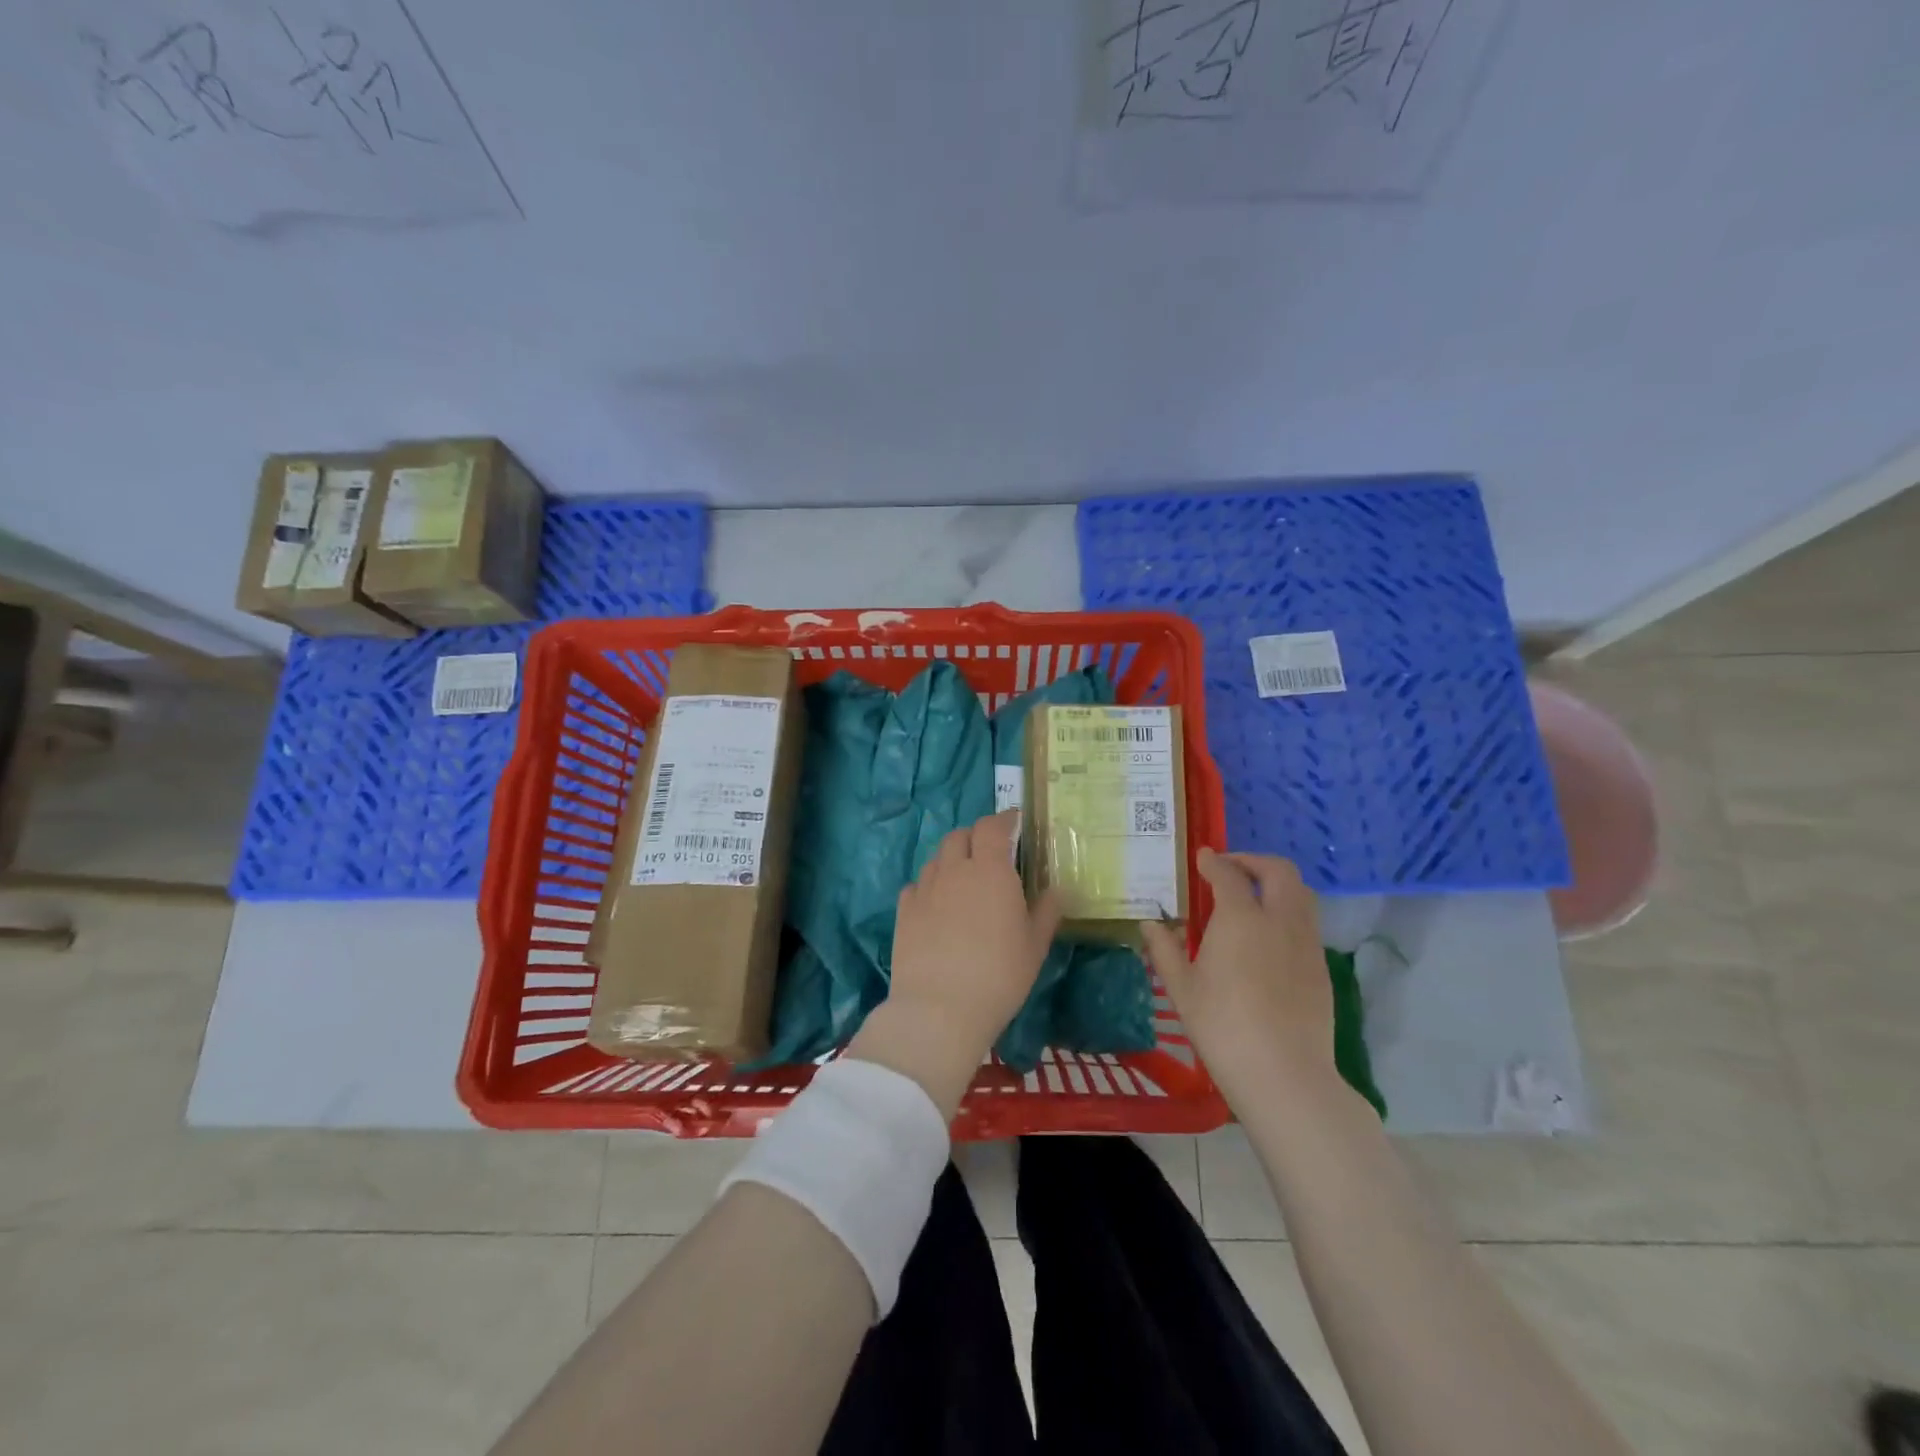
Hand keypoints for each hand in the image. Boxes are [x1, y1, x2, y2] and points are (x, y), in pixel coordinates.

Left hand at [847, 811, 1060, 1118]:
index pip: (992, 826)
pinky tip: (937, 905)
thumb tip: (1056, 889)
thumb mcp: (1034, 945)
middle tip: (990, 852)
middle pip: (960, 836)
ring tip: (964, 880)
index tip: (1014, 821)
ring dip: (952, 860)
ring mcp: (925, 889)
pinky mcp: (904, 911)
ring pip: (937, 858)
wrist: (939, 1008)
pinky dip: (930, 885)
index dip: (1004, 819)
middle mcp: (954, 870)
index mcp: (990, 870)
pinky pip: (917, 885)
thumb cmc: (999, 975)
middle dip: (976, 836)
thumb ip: (1046, 911)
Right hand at [1140, 850, 1333, 1105]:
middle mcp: (1279, 920)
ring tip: (1252, 898)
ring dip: (1276, 884)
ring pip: (1300, 894)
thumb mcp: (1182, 988)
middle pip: (1278, 871)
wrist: (1284, 1074)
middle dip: (1254, 861)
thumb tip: (1150, 924)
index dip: (1214, 861)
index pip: (1228, 874)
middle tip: (1231, 869)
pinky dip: (1287, 912)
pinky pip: (1307, 923)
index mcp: (1241, 918)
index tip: (1203, 857)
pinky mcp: (1321, 967)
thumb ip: (1164, 950)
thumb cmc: (1222, 1026)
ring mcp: (1306, 943)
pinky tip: (1268, 937)